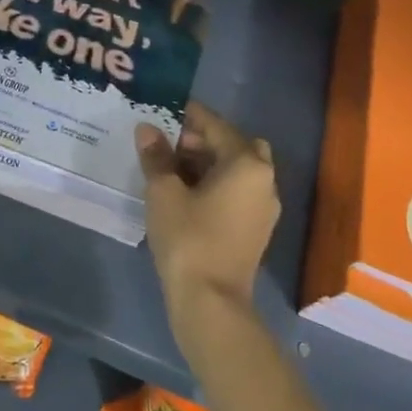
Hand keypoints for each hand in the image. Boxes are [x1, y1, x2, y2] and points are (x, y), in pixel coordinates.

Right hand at [135, 102, 279, 343]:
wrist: (210, 301)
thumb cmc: (188, 238)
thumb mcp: (163, 193)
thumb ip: (156, 156)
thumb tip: (147, 129)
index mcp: (247, 164)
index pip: (217, 126)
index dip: (191, 116)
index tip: (168, 109)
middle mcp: (265, 180)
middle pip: (235, 145)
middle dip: (204, 140)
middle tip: (171, 143)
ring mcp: (264, 207)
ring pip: (239, 169)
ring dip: (210, 162)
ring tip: (173, 168)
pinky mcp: (257, 229)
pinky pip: (239, 191)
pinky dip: (217, 184)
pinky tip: (187, 194)